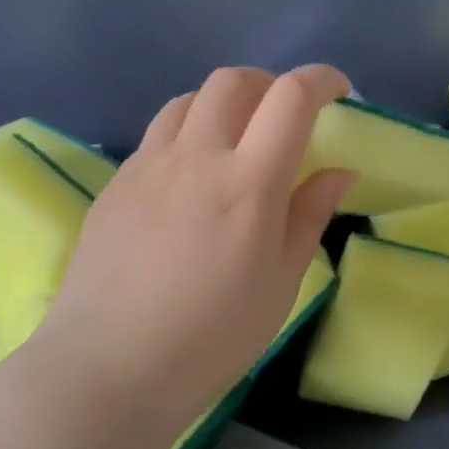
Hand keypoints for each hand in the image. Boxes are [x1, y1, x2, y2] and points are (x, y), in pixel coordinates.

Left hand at [34, 65, 353, 444]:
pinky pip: (158, 135)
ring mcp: (148, 165)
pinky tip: (191, 178)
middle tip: (286, 117)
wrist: (109, 368)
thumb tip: (339, 171)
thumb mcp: (281, 282)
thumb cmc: (213, 337)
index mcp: (248, 182)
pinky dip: (188, 133)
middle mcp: (196, 157)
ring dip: (224, 104)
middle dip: (269, 84)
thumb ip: (310, 215)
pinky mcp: (116, 183)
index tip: (339, 91)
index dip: (321, 79)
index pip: (290, 98)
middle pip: (234, 81)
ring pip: (189, 100)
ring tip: (237, 141)